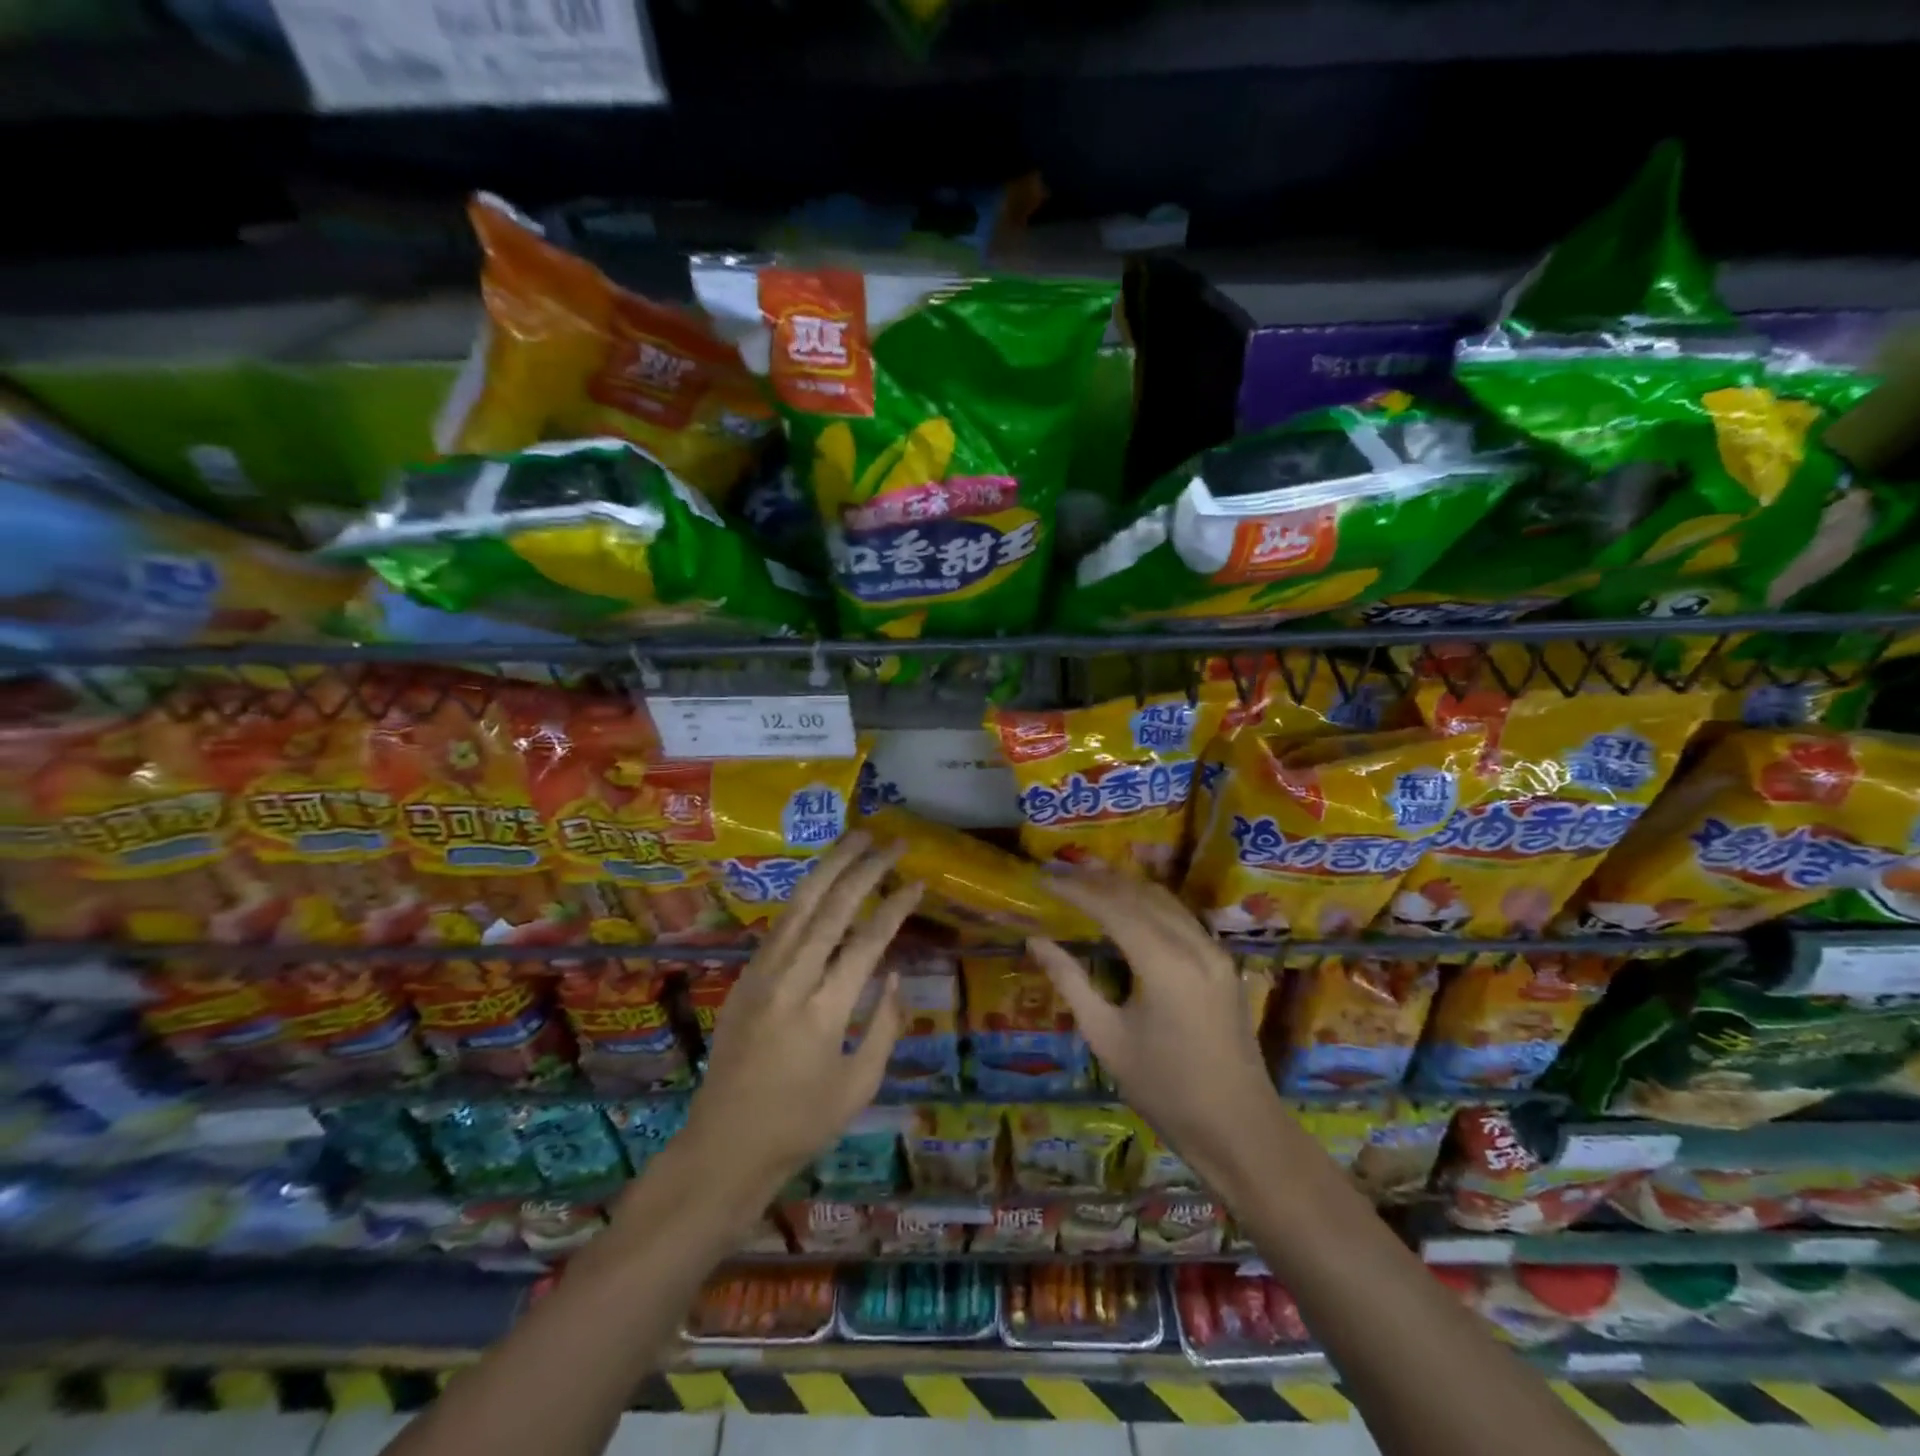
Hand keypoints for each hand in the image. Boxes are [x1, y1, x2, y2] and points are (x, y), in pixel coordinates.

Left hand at [680, 831, 922, 1202]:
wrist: (723, 1147)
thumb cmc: (800, 1125)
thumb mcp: (858, 1086)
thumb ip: (883, 1027)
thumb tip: (894, 976)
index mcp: (824, 1012)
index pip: (867, 942)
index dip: (895, 907)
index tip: (917, 880)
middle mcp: (790, 981)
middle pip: (831, 909)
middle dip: (864, 869)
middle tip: (892, 841)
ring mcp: (761, 975)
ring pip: (798, 906)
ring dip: (829, 868)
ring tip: (855, 838)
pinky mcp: (744, 979)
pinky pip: (779, 926)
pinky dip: (804, 896)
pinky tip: (820, 882)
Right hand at [1028, 872, 1283, 1192]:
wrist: (1240, 1130)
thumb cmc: (1165, 1091)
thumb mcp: (1107, 1038)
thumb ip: (1071, 982)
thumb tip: (1036, 941)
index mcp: (1164, 963)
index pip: (1112, 907)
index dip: (1075, 890)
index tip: (1043, 880)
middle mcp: (1194, 945)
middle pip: (1140, 895)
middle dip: (1097, 880)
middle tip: (1059, 872)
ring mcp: (1214, 952)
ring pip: (1164, 900)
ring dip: (1125, 886)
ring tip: (1087, 879)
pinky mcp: (1222, 963)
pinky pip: (1181, 917)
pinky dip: (1148, 903)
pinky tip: (1128, 907)